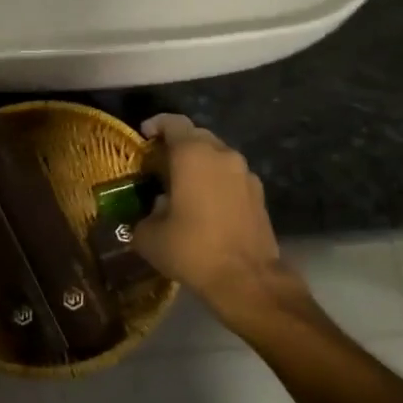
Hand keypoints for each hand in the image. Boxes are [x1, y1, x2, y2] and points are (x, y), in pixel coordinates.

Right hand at [134, 115, 289, 320]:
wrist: (246, 279)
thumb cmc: (192, 249)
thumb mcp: (149, 236)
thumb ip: (145, 214)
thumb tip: (152, 212)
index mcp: (193, 155)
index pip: (173, 123)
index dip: (156, 125)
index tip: (144, 136)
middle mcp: (222, 154)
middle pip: (197, 136)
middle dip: (177, 145)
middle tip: (160, 164)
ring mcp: (245, 173)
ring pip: (217, 156)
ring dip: (199, 164)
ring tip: (182, 186)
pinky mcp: (258, 193)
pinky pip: (231, 176)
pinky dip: (216, 181)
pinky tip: (206, 204)